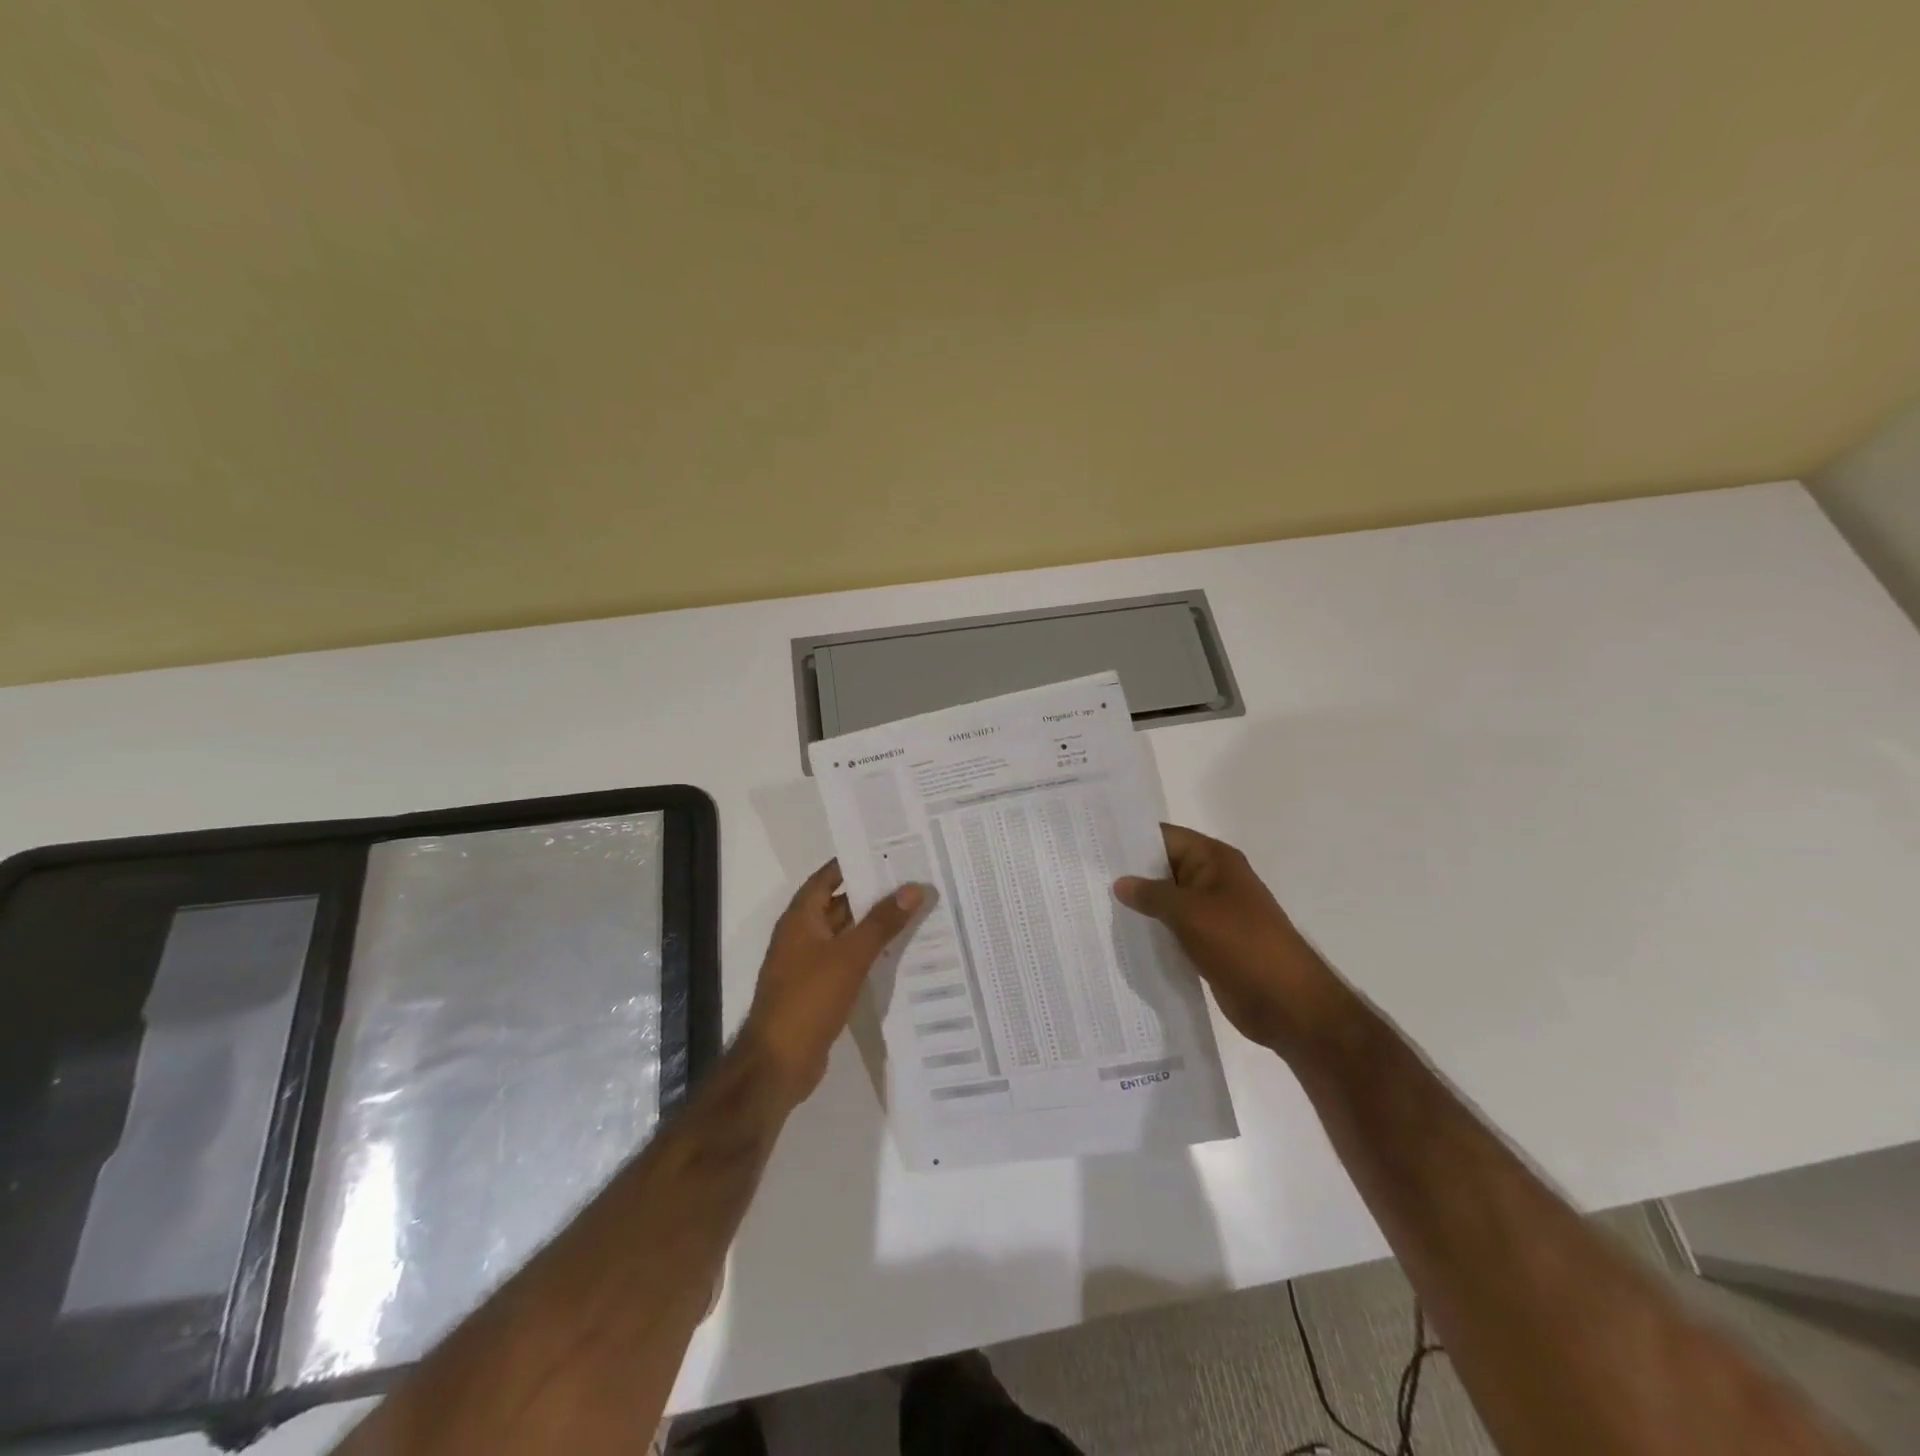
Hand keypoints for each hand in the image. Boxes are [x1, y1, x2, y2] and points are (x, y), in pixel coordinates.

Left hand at [738, 860, 924, 1107]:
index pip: (828, 876)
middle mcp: (801, 935)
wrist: (778, 1063)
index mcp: (800, 918)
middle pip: (839, 904)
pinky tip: (897, 954)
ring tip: (914, 912)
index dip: (855, 862)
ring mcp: (808, 964)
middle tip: (912, 881)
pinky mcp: (817, 990)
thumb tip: (913, 888)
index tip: (890, 852)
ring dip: (872, 925)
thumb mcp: (850, 956)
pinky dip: (868, 954)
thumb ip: (882, 922)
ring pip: (845, 934)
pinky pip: (846, 961)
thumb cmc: (808, 999)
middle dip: (872, 893)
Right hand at [1115, 824, 1350, 1057]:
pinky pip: (1173, 928)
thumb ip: (1152, 895)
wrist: (1288, 1003)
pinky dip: (1152, 930)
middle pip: (1163, 867)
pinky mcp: (1209, 942)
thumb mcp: (1190, 913)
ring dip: (1139, 905)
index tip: (1092, 843)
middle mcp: (1212, 880)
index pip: (1164, 836)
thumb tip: (1120, 883)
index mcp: (1214, 860)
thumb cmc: (1241, 945)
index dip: (1130, 838)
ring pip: (1166, 900)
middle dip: (1128, 873)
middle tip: (1083, 876)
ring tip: (1092, 904)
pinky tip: (1121, 936)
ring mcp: (1212, 913)